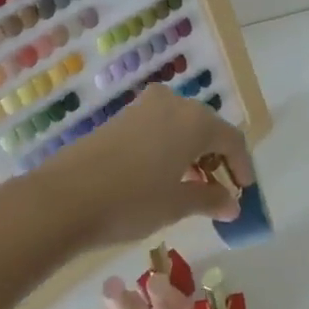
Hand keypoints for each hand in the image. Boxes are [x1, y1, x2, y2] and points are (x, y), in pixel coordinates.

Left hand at [36, 84, 251, 249]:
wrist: (62, 198)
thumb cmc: (130, 201)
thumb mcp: (176, 204)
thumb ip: (209, 199)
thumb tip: (233, 204)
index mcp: (195, 120)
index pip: (231, 139)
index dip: (242, 165)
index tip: (245, 191)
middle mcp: (174, 104)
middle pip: (207, 128)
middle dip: (217, 158)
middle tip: (220, 189)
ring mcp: (144, 107)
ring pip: (181, 125)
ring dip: (192, 152)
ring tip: (191, 185)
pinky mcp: (121, 117)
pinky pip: (159, 127)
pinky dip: (169, 147)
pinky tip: (162, 174)